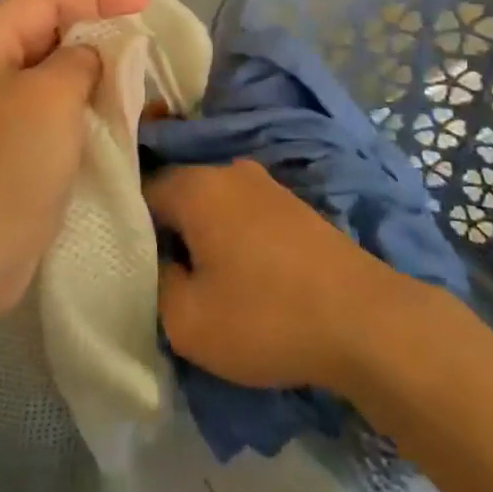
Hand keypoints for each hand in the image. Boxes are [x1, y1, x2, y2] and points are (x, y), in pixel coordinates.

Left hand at [0, 0, 149, 320]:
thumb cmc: (2, 170)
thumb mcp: (50, 99)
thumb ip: (79, 60)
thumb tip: (89, 58)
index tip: (148, 2)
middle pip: (44, 30)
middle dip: (96, 31)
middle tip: (146, 36)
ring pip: (47, 71)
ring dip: (90, 70)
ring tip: (136, 70)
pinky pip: (44, 107)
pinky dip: (77, 103)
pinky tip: (110, 109)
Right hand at [147, 161, 409, 392]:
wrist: (364, 320)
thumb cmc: (266, 317)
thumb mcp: (187, 320)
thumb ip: (155, 283)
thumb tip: (158, 262)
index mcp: (198, 185)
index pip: (142, 191)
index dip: (128, 229)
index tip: (128, 265)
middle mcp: (230, 171)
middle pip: (179, 194)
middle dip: (166, 232)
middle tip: (160, 278)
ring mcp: (267, 184)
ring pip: (213, 205)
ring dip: (202, 236)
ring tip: (200, 281)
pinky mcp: (294, 205)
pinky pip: (243, 214)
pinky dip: (232, 238)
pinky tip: (241, 275)